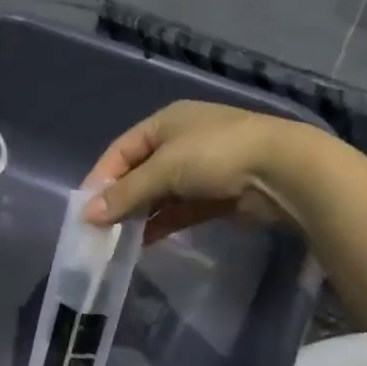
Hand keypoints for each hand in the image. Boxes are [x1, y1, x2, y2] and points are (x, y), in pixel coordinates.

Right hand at [83, 101, 308, 240]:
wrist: (282, 170)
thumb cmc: (215, 155)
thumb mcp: (164, 169)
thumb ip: (126, 193)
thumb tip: (88, 215)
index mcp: (165, 122)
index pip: (121, 150)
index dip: (101, 177)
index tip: (84, 208)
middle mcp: (181, 141)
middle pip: (139, 173)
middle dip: (119, 199)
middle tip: (99, 229)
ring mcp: (201, 169)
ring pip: (160, 194)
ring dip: (140, 215)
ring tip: (118, 240)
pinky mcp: (217, 195)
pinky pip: (180, 210)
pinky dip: (163, 224)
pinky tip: (145, 242)